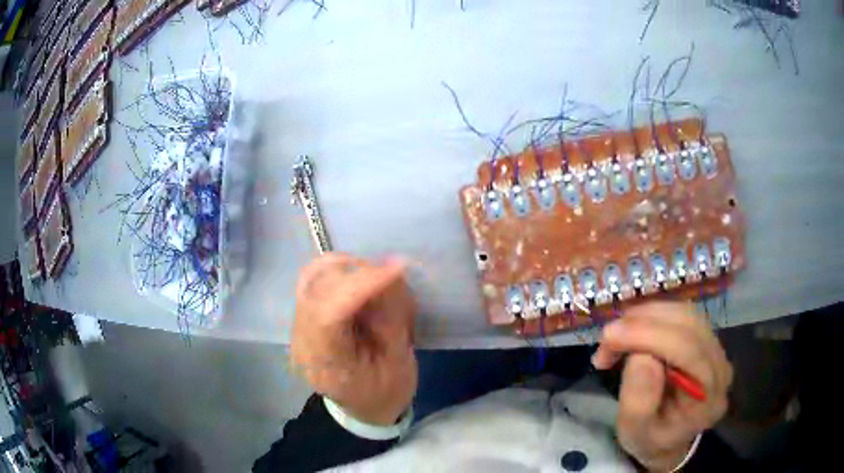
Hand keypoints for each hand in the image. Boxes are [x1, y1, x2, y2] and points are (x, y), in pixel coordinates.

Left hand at [291, 253, 417, 425]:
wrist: (362, 409)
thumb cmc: (385, 393)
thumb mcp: (399, 366)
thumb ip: (392, 320)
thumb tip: (391, 275)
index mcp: (325, 364)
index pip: (329, 313)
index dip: (362, 284)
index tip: (397, 268)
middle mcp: (302, 338)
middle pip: (317, 284)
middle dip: (360, 274)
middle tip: (393, 282)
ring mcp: (299, 323)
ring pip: (316, 273)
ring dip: (353, 272)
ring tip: (380, 289)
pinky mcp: (305, 313)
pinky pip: (320, 277)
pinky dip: (347, 273)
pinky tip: (366, 289)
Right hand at [592, 302, 732, 471]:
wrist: (668, 440)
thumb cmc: (649, 441)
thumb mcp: (634, 434)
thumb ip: (639, 402)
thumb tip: (641, 357)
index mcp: (708, 399)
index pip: (688, 352)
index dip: (650, 336)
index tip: (610, 336)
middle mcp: (721, 368)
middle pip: (689, 326)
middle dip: (644, 323)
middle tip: (607, 338)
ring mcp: (717, 351)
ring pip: (685, 314)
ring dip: (646, 317)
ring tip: (617, 336)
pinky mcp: (707, 340)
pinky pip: (683, 316)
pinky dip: (653, 317)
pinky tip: (634, 330)